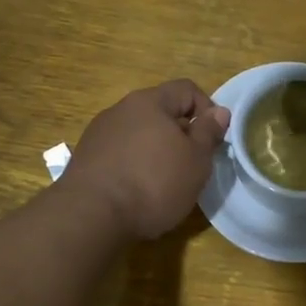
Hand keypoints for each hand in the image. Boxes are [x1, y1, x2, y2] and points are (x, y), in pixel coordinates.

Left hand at [61, 80, 230, 239]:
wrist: (91, 215)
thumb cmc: (153, 183)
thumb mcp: (195, 160)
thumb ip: (208, 133)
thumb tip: (219, 111)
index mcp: (149, 102)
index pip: (186, 89)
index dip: (207, 110)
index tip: (213, 140)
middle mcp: (121, 109)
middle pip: (161, 112)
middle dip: (181, 134)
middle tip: (192, 164)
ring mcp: (99, 133)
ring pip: (139, 133)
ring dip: (156, 150)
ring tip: (165, 181)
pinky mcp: (86, 158)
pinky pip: (120, 153)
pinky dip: (134, 165)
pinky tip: (138, 191)